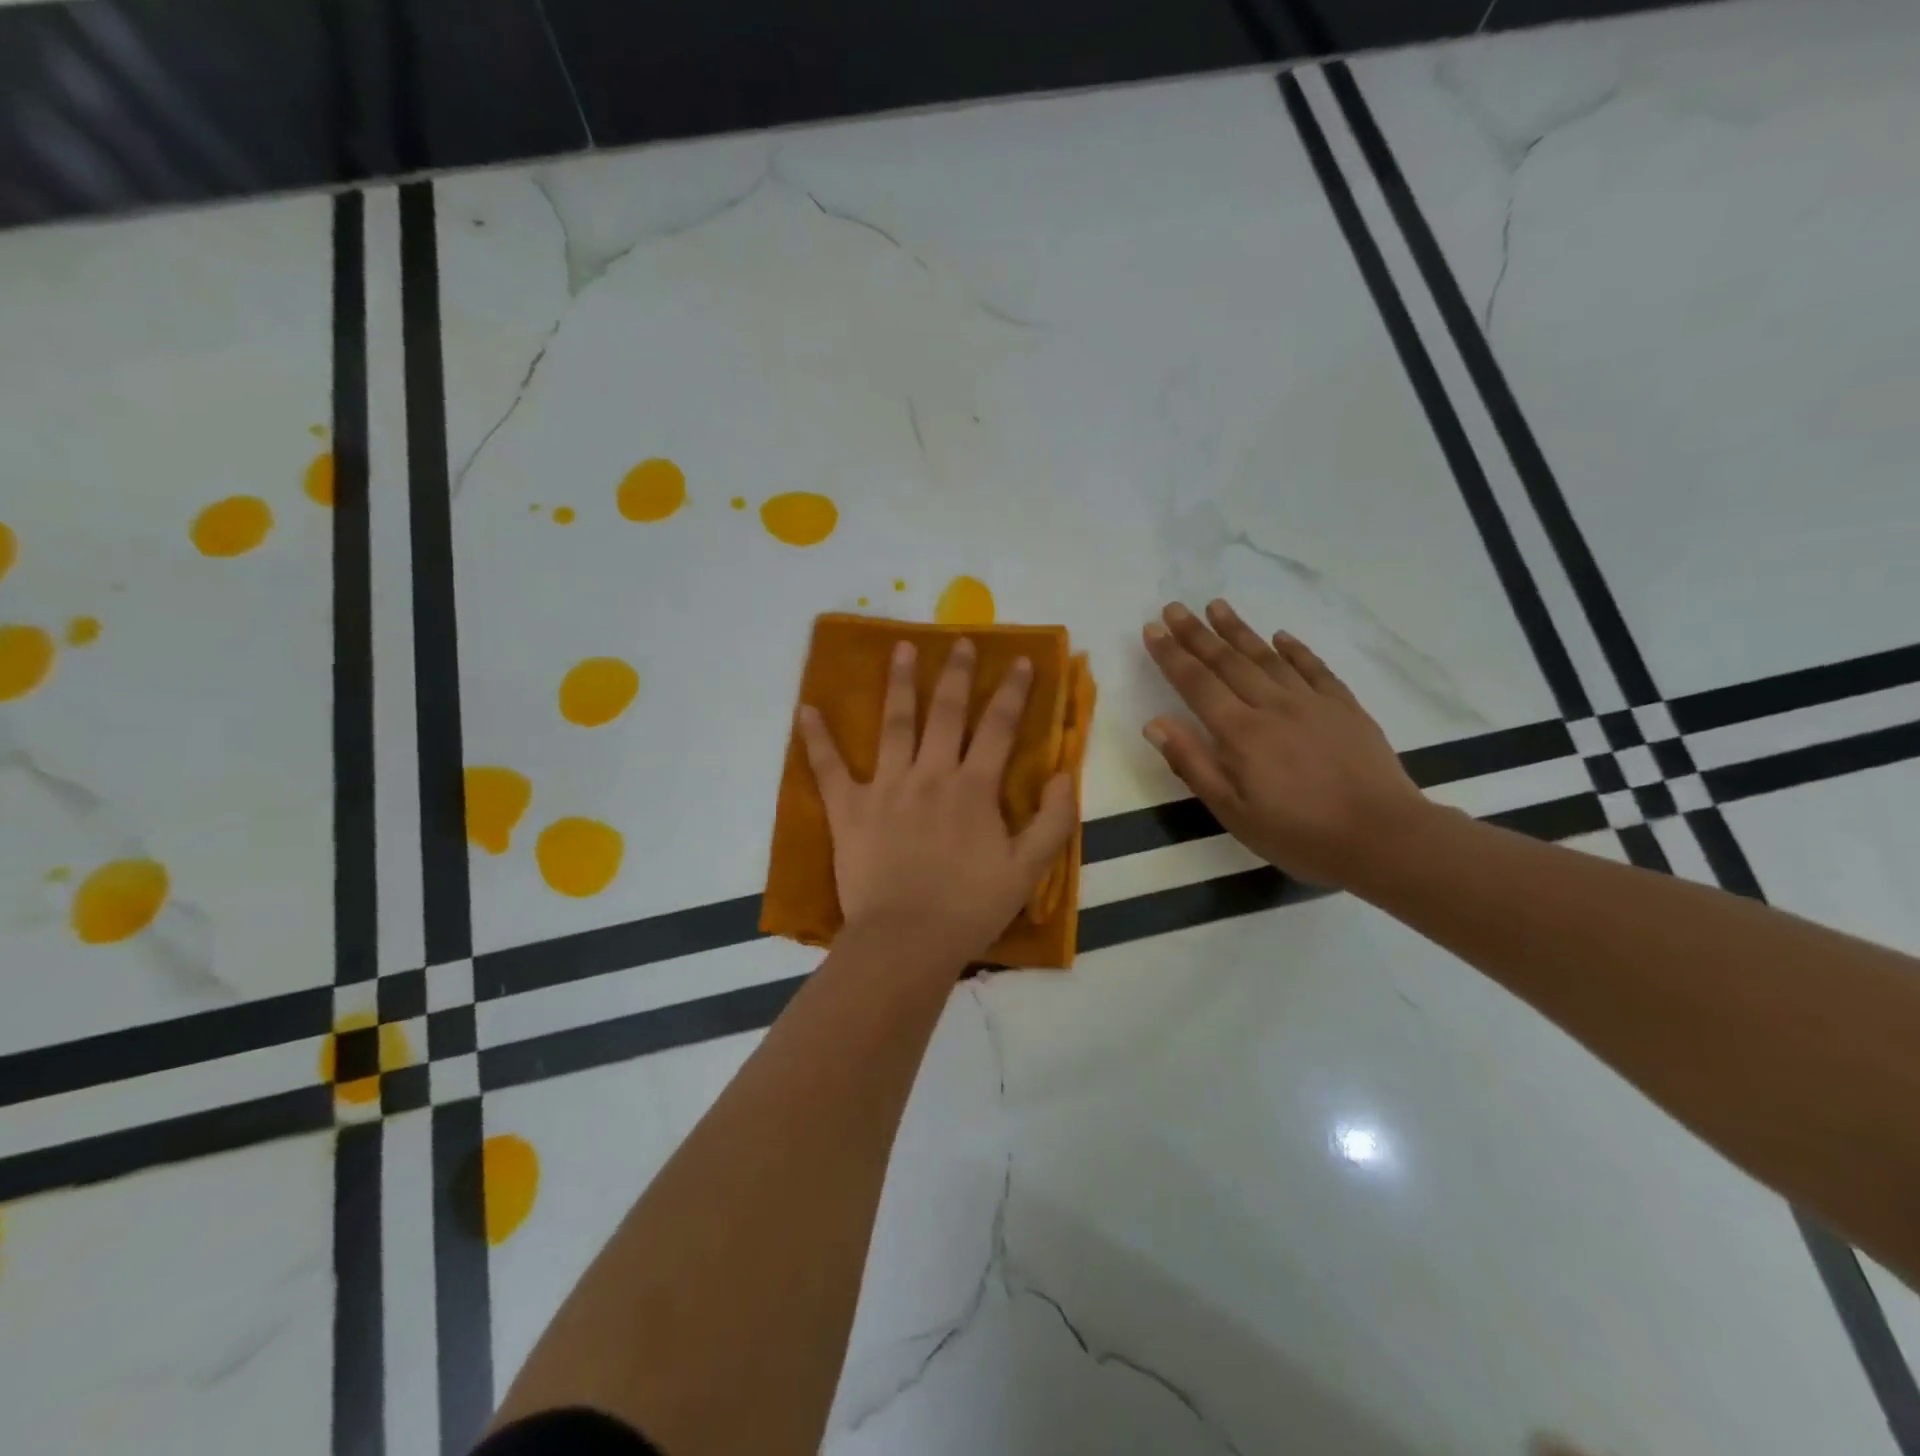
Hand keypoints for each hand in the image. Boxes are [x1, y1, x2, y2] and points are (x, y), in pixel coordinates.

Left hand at [798, 637, 1078, 964]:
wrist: (907, 941)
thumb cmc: (970, 908)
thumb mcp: (1028, 870)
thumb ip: (1054, 820)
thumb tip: (1065, 774)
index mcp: (973, 788)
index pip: (998, 728)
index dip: (1013, 692)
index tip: (1022, 661)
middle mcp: (931, 775)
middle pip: (946, 712)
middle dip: (957, 674)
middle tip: (960, 641)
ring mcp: (886, 787)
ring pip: (894, 724)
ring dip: (899, 683)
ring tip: (900, 648)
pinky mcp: (850, 808)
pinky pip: (829, 768)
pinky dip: (816, 739)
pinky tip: (806, 710)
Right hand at [1141, 600, 1428, 887]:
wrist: (1383, 837)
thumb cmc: (1299, 834)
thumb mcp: (1233, 812)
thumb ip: (1193, 764)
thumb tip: (1155, 723)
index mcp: (1240, 733)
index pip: (1197, 684)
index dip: (1172, 655)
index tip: (1152, 629)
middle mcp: (1272, 707)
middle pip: (1228, 662)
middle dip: (1197, 633)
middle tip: (1174, 607)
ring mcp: (1312, 703)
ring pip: (1267, 657)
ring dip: (1239, 631)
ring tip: (1217, 606)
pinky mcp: (1345, 708)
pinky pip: (1315, 669)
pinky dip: (1295, 650)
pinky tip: (1281, 636)